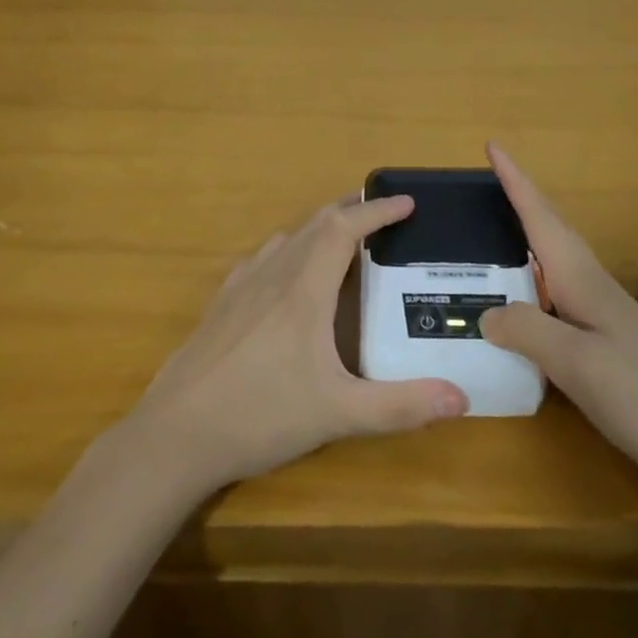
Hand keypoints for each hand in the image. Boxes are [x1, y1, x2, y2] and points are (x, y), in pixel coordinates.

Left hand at [123, 194, 469, 494]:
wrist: (175, 434)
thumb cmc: (260, 415)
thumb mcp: (338, 414)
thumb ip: (400, 406)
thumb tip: (462, 398)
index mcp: (304, 289)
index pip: (344, 229)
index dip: (377, 211)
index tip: (407, 202)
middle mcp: (272, 275)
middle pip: (314, 224)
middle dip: (351, 211)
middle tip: (382, 215)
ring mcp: (240, 286)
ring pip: (286, 238)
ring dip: (319, 228)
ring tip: (343, 240)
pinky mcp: (220, 304)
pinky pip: (261, 258)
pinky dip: (288, 249)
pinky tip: (285, 274)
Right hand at [478, 143, 637, 483]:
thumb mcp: (577, 364)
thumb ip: (529, 331)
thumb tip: (486, 313)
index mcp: (580, 279)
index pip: (540, 218)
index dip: (515, 181)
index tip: (493, 146)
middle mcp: (589, 284)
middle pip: (549, 228)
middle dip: (520, 197)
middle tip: (488, 178)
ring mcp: (600, 310)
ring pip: (554, 257)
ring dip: (527, 232)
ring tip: (493, 227)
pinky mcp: (604, 337)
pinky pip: (556, 289)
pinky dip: (533, 275)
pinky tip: (523, 296)